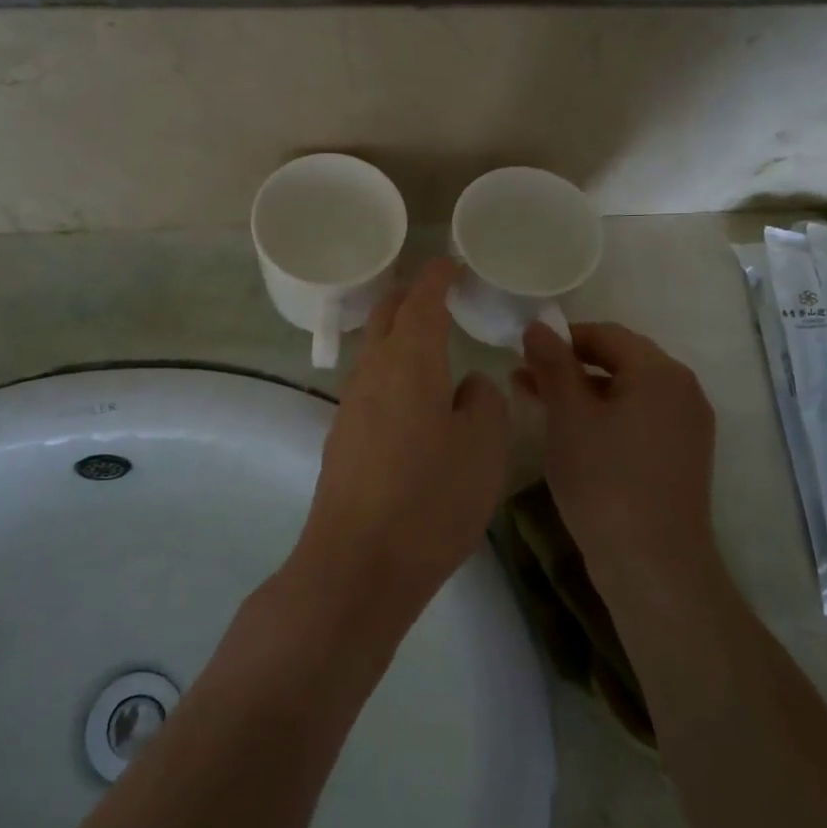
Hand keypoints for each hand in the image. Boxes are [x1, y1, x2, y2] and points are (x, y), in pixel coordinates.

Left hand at [290, 260, 509, 624]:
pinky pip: (370, 383)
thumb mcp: (482, 448)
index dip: (436, 277)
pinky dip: (392, 369)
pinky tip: (412, 395)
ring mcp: (351, 405)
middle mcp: (373, 372)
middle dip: (409, 295)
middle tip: (438, 291)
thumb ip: (484, 402)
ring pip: (374, 349)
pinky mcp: (342, 437)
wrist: (358, 564)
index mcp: (410, 362)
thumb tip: (468, 385)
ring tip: (429, 339)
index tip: (450, 263)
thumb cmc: (430, 499)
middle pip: (385, 315)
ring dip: (398, 333)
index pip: (421, 301)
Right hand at [517, 321, 716, 589]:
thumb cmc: (604, 481)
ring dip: (582, 393)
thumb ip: (553, 364)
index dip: (561, 338)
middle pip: (619, 361)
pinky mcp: (682, 456)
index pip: (605, 335)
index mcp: (660, 372)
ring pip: (627, 393)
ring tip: (537, 405)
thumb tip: (538, 325)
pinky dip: (604, 417)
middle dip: (569, 367)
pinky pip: (638, 419)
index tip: (522, 353)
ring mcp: (687, 426)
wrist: (653, 565)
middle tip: (524, 379)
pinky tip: (571, 434)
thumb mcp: (568, 416)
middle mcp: (683, 390)